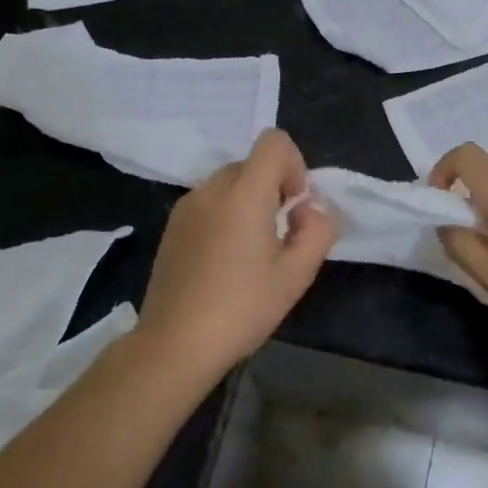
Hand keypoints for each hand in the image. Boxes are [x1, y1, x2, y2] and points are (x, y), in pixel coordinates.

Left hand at [138, 129, 335, 379]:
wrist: (174, 345)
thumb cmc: (241, 308)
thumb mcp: (296, 275)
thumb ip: (317, 231)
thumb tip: (308, 211)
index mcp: (244, 193)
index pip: (274, 141)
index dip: (294, 164)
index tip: (293, 206)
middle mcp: (211, 189)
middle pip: (252, 163)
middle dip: (273, 187)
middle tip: (279, 234)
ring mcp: (186, 206)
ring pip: (229, 183)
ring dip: (248, 201)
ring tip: (251, 251)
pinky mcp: (171, 227)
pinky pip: (208, 202)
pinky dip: (224, 215)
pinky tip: (224, 260)